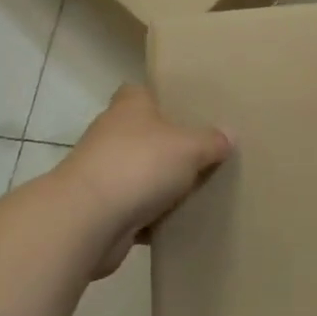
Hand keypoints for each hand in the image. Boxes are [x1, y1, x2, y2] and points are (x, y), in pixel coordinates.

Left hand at [52, 84, 232, 278]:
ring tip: (196, 190)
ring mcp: (102, 173)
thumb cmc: (139, 165)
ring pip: (139, 173)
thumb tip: (229, 135)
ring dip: (158, 184)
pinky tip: (178, 223)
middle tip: (202, 152)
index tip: (186, 110)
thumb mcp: (189, 147)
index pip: (141, 91)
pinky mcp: (100, 210)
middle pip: (143, 134)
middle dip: (167, 145)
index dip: (160, 98)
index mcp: (130, 107)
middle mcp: (111, 134)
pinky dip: (151, 217)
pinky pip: (134, 209)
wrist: (86, 221)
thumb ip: (211, 141)